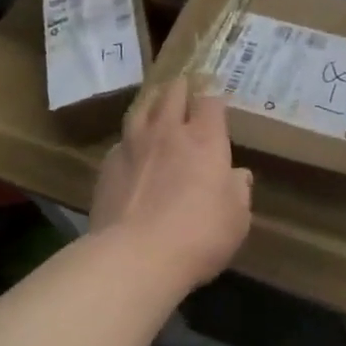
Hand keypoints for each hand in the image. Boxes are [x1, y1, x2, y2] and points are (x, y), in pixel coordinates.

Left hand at [91, 78, 252, 286]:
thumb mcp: (236, 219)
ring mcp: (133, 145)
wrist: (134, 258)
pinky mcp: (107, 165)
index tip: (217, 105)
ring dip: (152, 102)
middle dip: (181, 88)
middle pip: (173, 93)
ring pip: (141, 108)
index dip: (214, 100)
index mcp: (205, 139)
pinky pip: (121, 141)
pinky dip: (130, 139)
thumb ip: (238, 192)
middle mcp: (168, 132)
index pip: (211, 102)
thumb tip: (238, 175)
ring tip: (156, 103)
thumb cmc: (198, 236)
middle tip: (185, 88)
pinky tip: (131, 150)